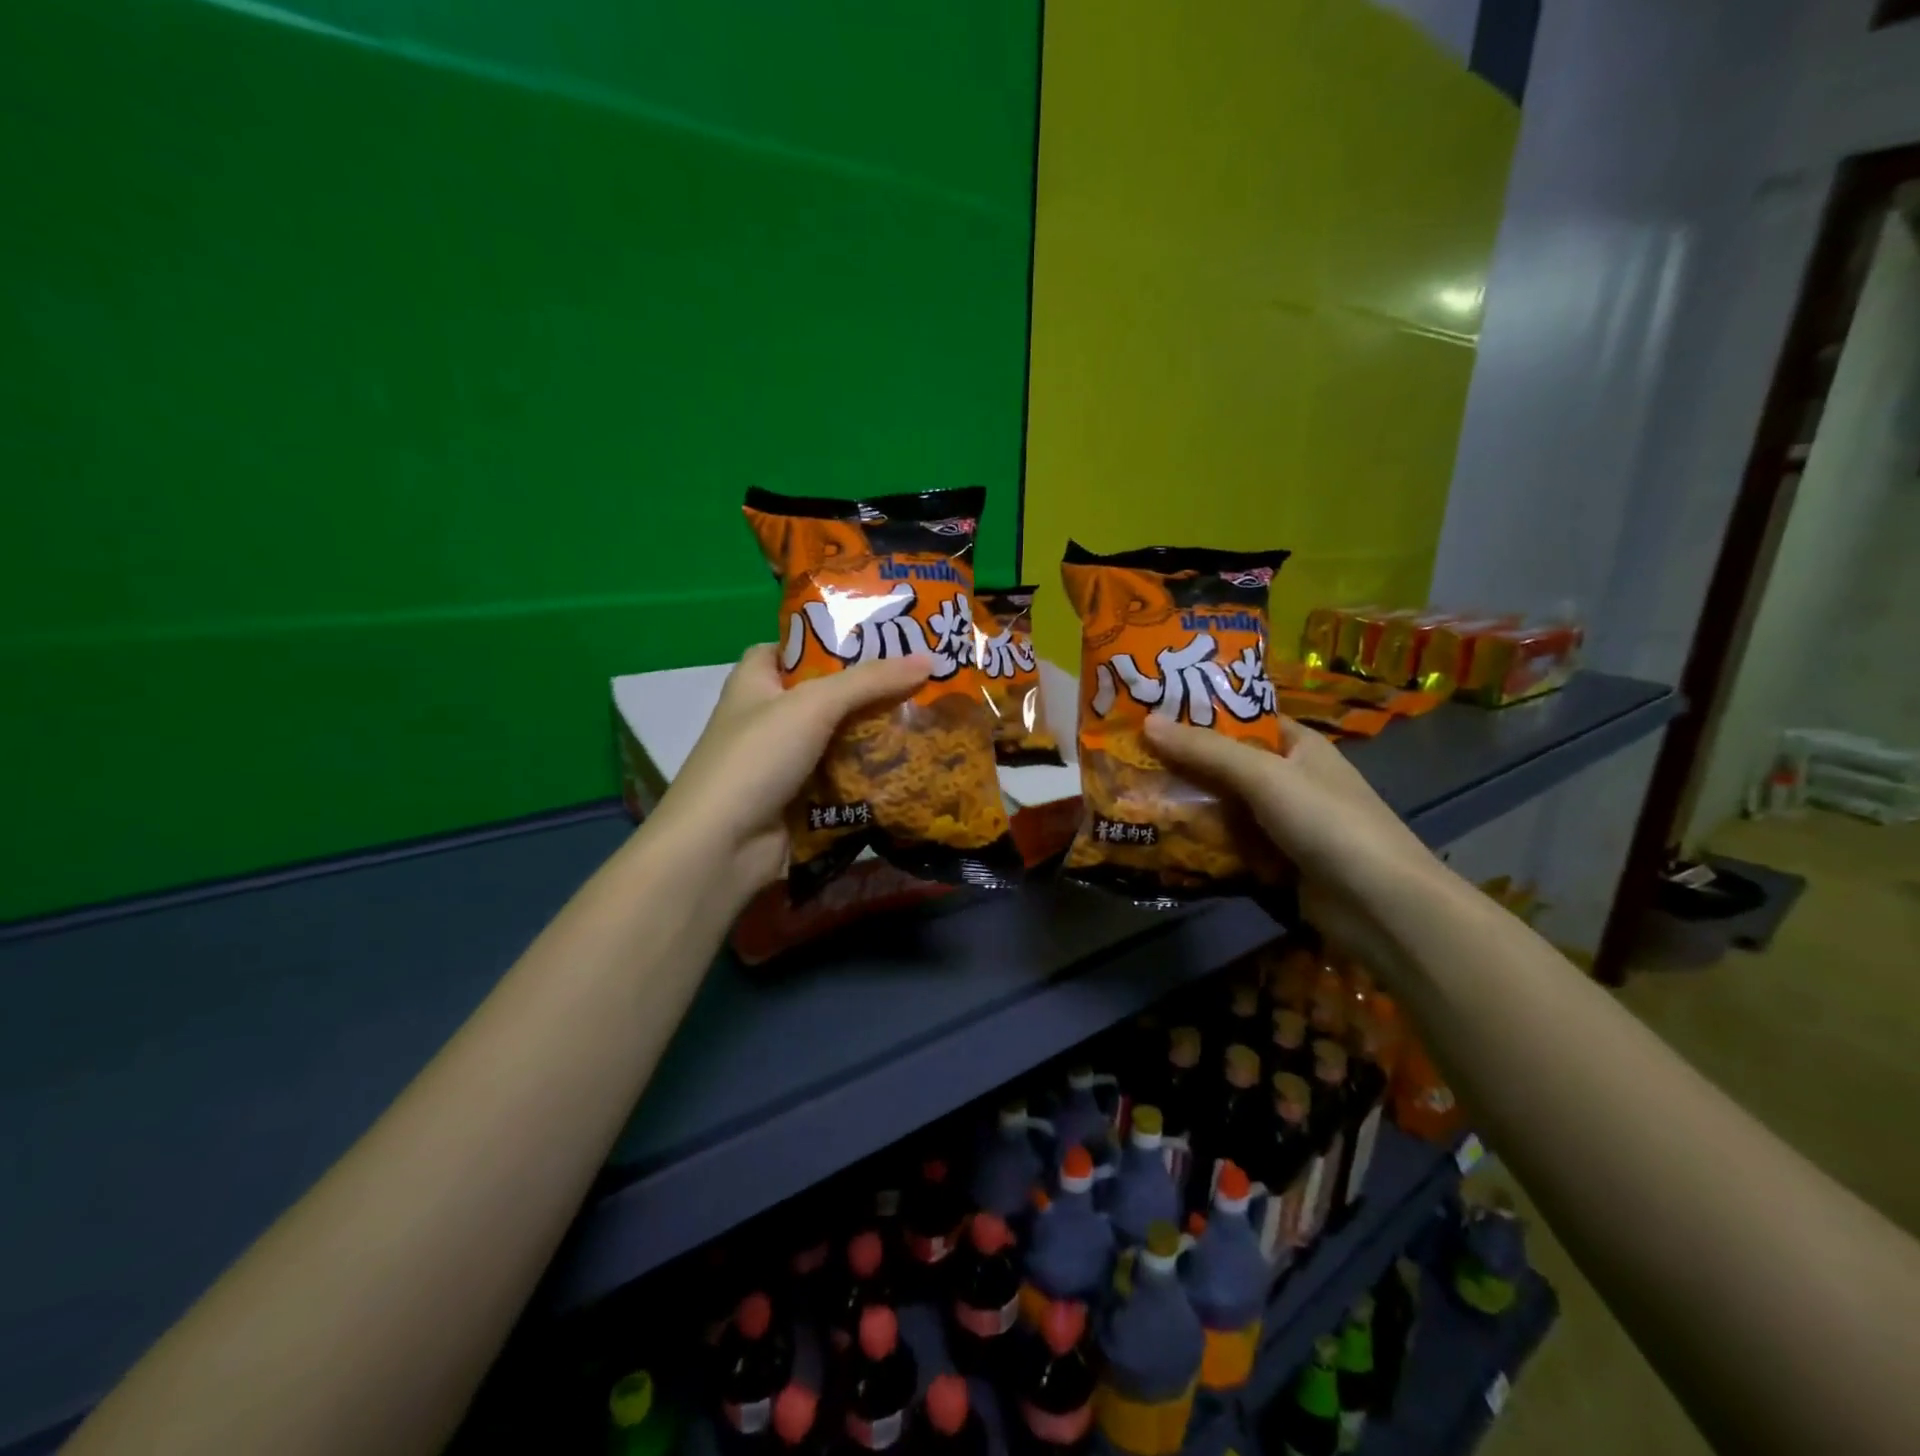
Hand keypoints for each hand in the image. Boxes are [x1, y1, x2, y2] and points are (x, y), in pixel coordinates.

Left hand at [647, 644, 932, 896]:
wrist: (722, 847)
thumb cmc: (757, 757)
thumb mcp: (814, 704)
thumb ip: (870, 681)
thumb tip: (929, 660)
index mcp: (756, 682)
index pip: (792, 648)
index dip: (829, 639)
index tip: (880, 638)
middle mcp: (768, 718)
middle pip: (826, 696)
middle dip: (870, 691)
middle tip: (923, 680)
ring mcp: (785, 763)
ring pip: (840, 740)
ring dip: (878, 735)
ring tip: (931, 719)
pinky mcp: (802, 801)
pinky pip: (844, 780)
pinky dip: (872, 775)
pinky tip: (914, 765)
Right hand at [1143, 713, 1452, 971]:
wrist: (1380, 906)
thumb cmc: (1326, 822)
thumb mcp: (1264, 775)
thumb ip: (1205, 750)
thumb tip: (1146, 722)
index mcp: (1298, 746)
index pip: (1243, 719)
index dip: (1201, 713)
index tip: (1151, 711)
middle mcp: (1290, 780)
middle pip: (1226, 765)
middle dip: (1182, 763)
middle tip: (1127, 756)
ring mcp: (1282, 824)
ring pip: (1223, 807)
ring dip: (1186, 805)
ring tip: (1131, 795)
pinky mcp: (1275, 863)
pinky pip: (1228, 844)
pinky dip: (1200, 842)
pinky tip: (1159, 839)